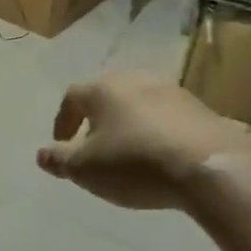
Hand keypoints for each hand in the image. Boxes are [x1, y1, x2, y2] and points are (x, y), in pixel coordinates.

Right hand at [37, 74, 250, 209]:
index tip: (62, 144)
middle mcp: (137, 80)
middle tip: (93, 148)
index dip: (63, 120)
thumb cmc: (134, 163)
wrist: (208, 167)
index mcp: (104, 89)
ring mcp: (173, 92)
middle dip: (96, 120)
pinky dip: (155, 133)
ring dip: (128, 125)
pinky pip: (166, 118)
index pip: (73, 96)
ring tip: (126, 155)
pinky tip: (158, 158)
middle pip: (108, 95)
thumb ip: (60, 160)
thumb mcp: (85, 169)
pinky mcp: (200, 110)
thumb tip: (42, 154)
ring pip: (139, 104)